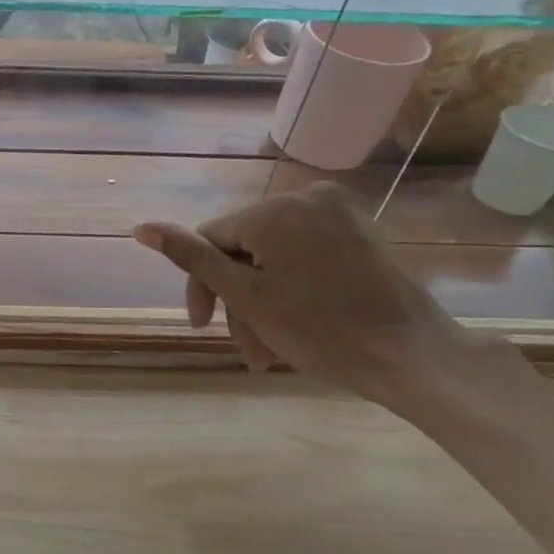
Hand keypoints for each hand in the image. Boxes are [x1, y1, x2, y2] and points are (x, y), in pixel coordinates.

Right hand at [134, 182, 503, 408]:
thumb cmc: (321, 331)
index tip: (205, 326)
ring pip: (271, 255)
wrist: (412, 356)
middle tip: (246, 347)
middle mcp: (306, 197)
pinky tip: (294, 323)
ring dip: (261, 301)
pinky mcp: (358, 231)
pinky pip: (303, 253)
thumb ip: (193, 259)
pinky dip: (290, 286)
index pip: (210, 239)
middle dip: (237, 299)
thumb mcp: (246, 297)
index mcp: (275, 210)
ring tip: (269, 350)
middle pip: (242, 248)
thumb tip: (142, 227)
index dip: (202, 284)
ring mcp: (337, 212)